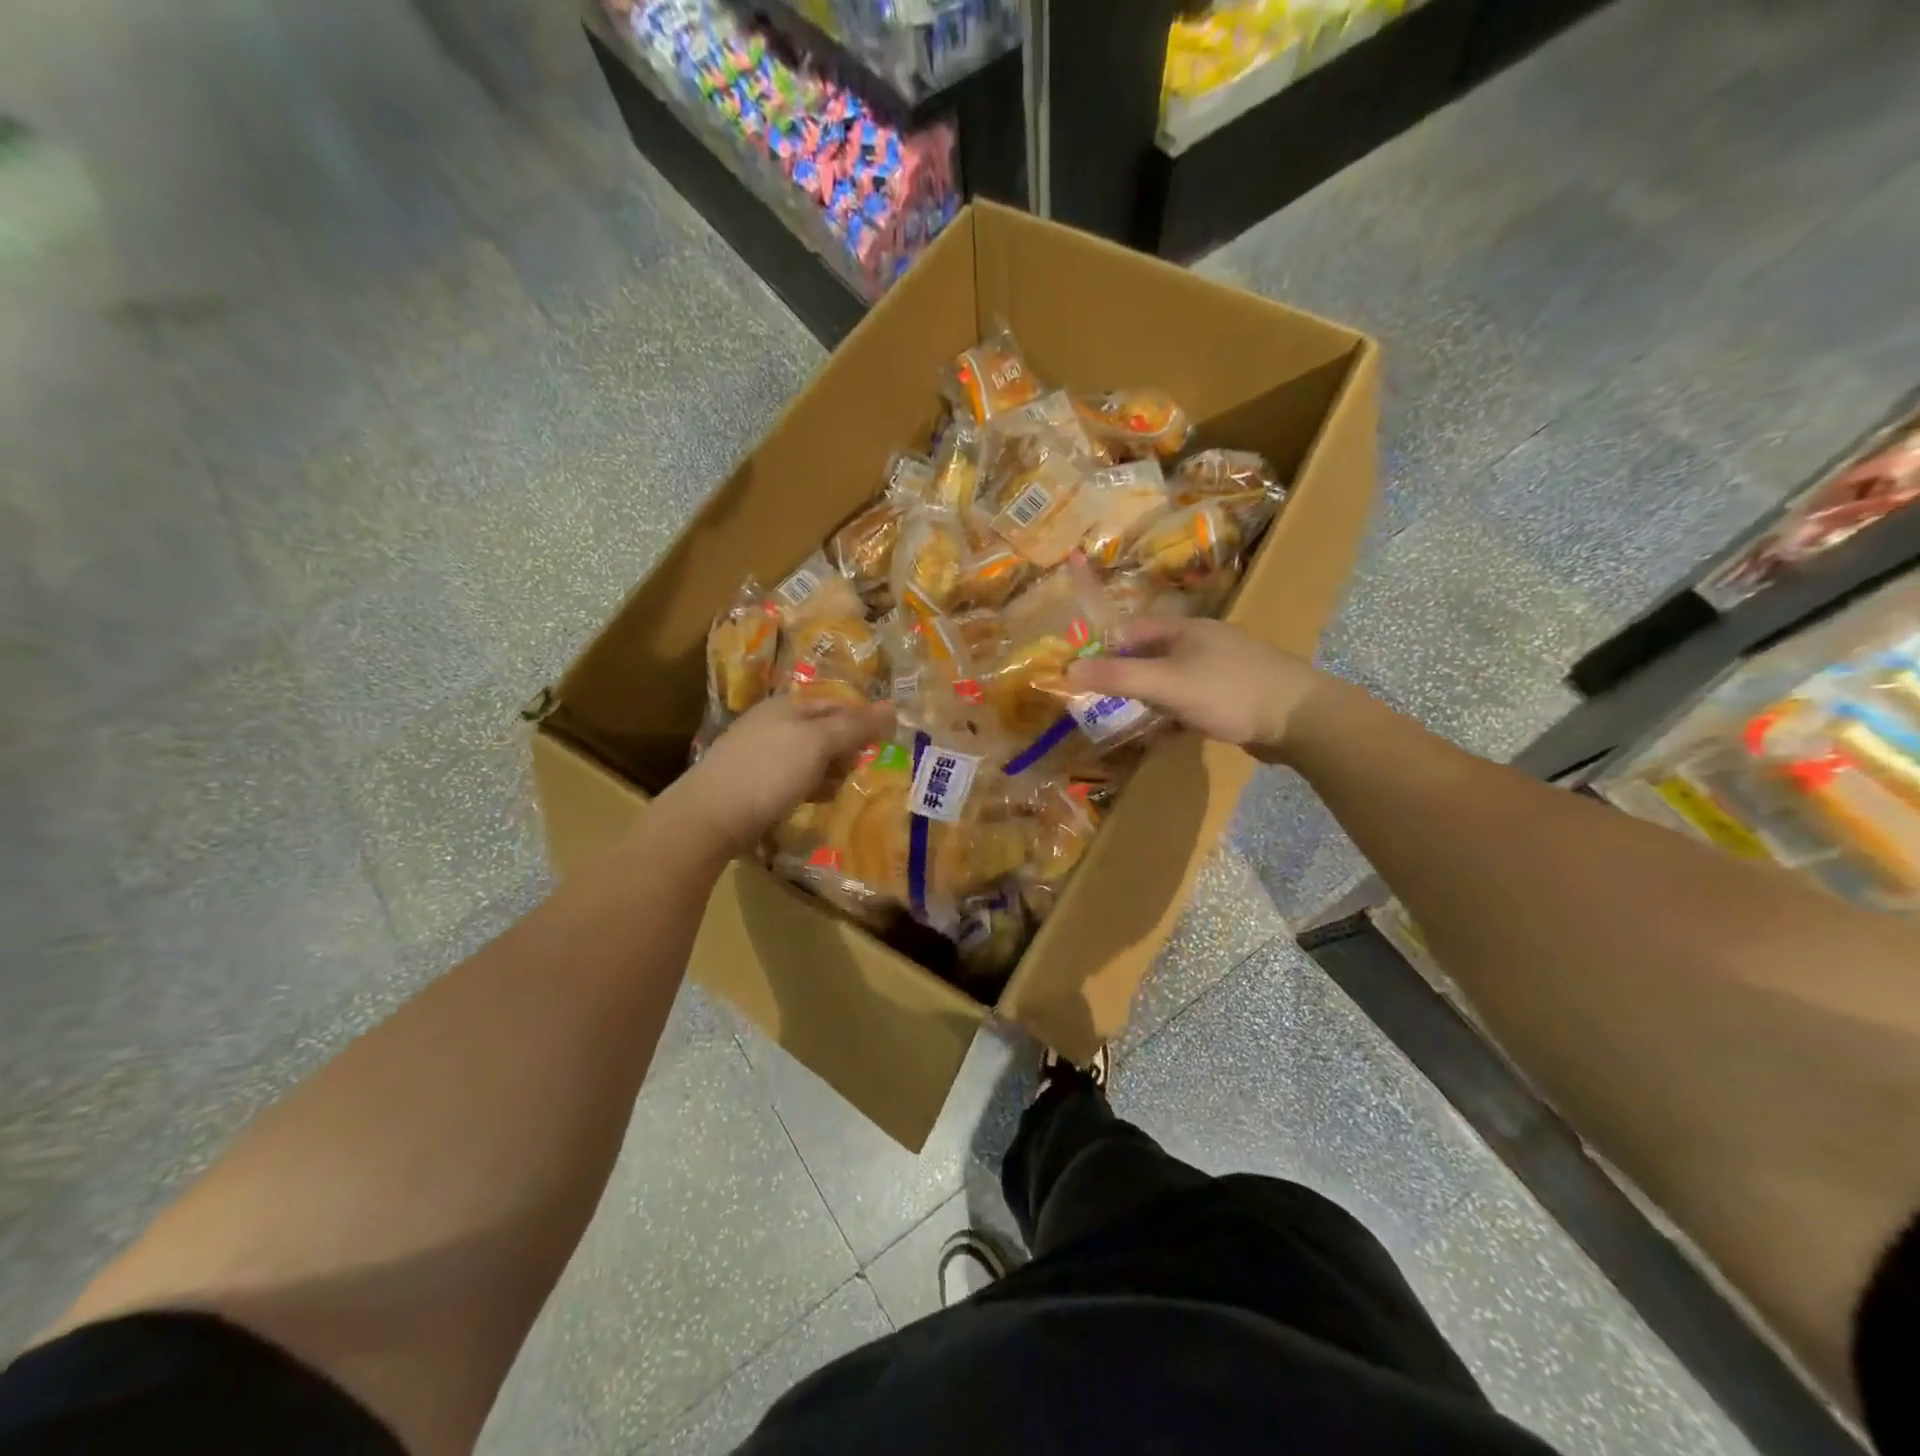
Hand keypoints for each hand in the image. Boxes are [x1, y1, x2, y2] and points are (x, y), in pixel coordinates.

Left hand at [670, 693, 895, 856]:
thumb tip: (893, 707)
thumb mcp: (819, 743)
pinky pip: (791, 779)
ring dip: (829, 771)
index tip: (883, 744)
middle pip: (822, 730)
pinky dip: (809, 787)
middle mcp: (772, 724)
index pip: (836, 704)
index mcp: (787, 706)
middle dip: (846, 749)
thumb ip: (855, 726)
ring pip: (808, 757)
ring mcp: (759, 754)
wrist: (711, 816)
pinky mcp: (752, 783)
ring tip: (840, 790)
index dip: (862, 720)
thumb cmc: (770, 771)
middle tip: (862, 770)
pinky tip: (815, 802)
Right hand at [1066, 616, 1338, 762]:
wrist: (1301, 718)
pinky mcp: (1232, 696)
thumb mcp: (1166, 683)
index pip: (1131, 631)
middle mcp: (1201, 643)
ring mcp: (1219, 670)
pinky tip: (1164, 734)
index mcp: (1185, 629)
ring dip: (1148, 699)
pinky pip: (1190, 701)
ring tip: (1127, 722)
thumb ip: (1118, 676)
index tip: (1082, 676)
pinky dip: (1173, 715)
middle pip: (1149, 656)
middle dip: (1124, 678)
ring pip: (1170, 681)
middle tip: (1099, 704)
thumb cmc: (1229, 692)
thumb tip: (1066, 669)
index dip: (1104, 650)